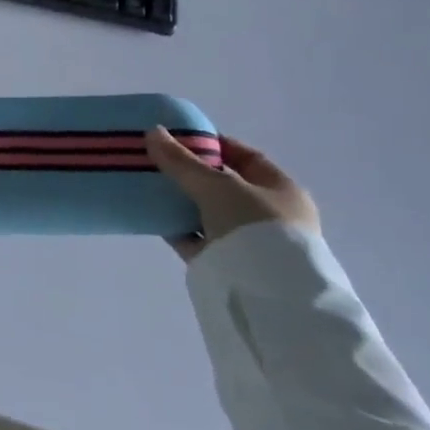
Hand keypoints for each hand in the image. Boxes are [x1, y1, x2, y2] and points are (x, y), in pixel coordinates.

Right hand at [147, 128, 318, 261]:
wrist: (267, 297)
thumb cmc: (254, 227)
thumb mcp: (217, 186)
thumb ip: (182, 161)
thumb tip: (152, 132)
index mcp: (281, 191)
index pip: (246, 158)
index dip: (215, 145)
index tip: (181, 138)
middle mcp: (269, 216)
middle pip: (224, 186)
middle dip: (192, 173)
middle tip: (158, 161)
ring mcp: (249, 243)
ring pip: (208, 213)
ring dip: (182, 202)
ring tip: (148, 186)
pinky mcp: (227, 266)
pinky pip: (197, 240)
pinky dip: (177, 228)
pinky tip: (153, 217)